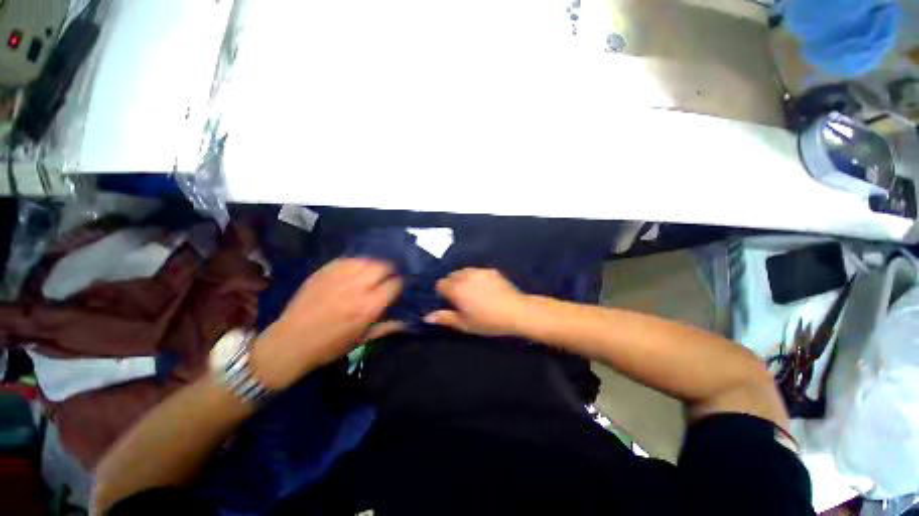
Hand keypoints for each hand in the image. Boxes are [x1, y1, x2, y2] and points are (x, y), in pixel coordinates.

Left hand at [251, 259, 402, 389]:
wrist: (290, 343)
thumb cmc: (330, 346)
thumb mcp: (362, 339)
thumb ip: (387, 327)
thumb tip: (407, 322)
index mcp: (369, 306)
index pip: (395, 284)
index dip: (399, 284)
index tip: (397, 287)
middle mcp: (357, 288)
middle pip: (382, 266)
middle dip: (388, 271)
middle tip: (385, 278)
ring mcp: (339, 277)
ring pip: (366, 260)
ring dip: (373, 265)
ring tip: (370, 273)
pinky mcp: (323, 272)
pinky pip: (347, 259)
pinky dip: (355, 263)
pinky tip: (353, 270)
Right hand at [425, 268, 529, 336]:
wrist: (516, 311)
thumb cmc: (488, 321)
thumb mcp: (464, 324)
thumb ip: (445, 318)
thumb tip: (427, 317)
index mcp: (456, 289)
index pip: (440, 284)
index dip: (443, 293)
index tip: (450, 301)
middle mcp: (465, 276)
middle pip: (451, 275)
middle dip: (452, 284)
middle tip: (461, 298)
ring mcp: (479, 271)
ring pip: (464, 271)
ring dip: (463, 279)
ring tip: (473, 291)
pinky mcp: (491, 270)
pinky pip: (477, 271)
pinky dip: (476, 277)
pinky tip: (485, 287)